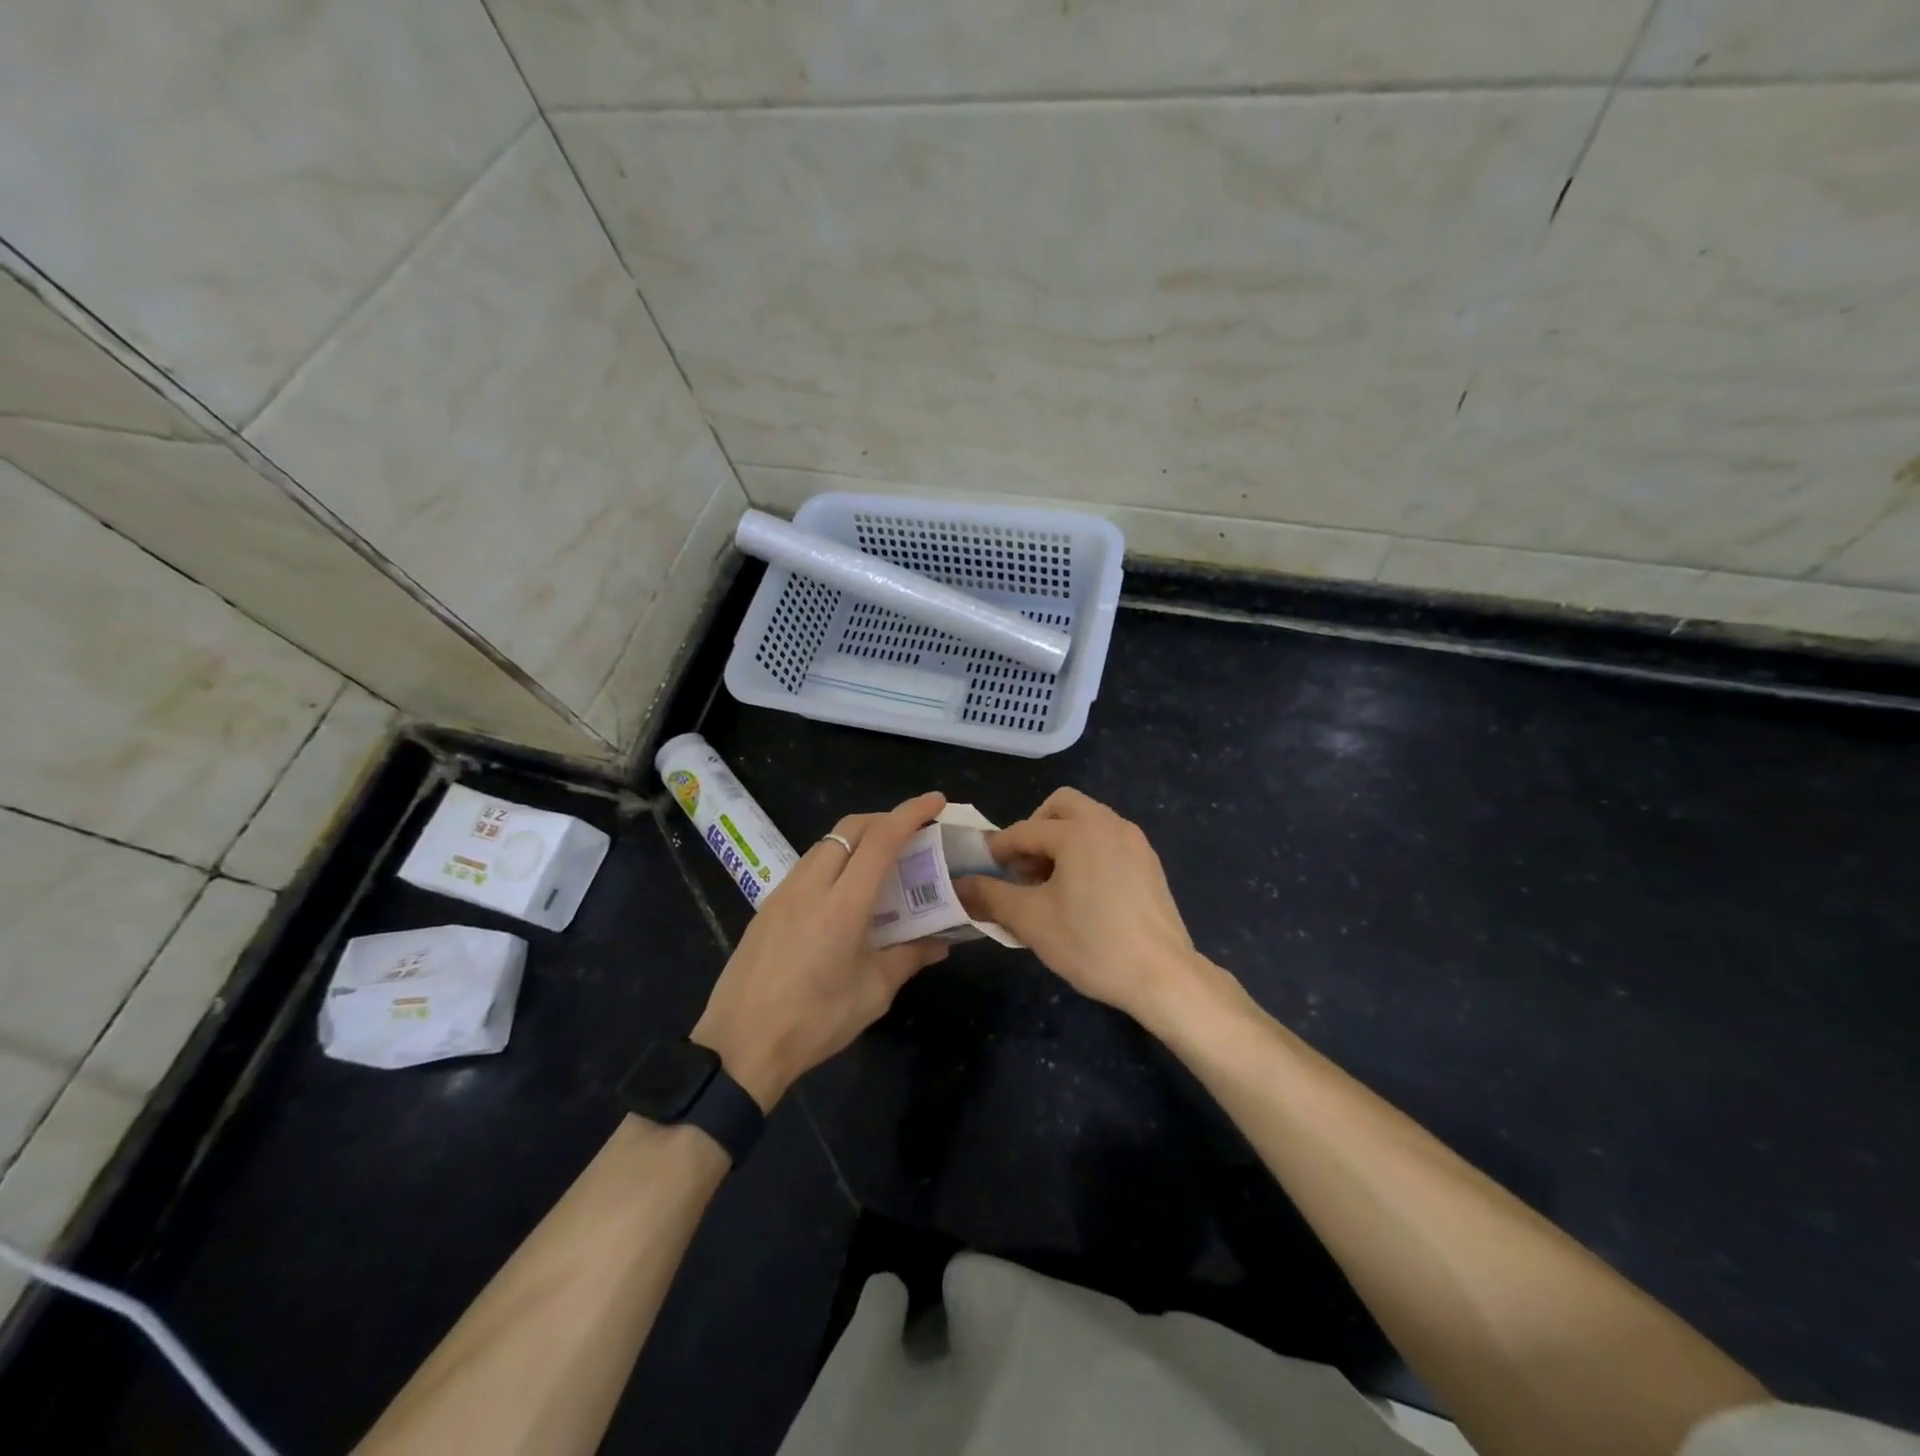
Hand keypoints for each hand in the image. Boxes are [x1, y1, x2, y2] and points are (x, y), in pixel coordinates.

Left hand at [692, 791, 949, 1107]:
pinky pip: (808, 865)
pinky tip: (845, 890)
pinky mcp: (767, 906)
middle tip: (914, 831)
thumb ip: (908, 958)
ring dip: (858, 838)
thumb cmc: (813, 1023)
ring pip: (826, 844)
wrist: (738, 1047)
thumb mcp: (872, 994)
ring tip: (883, 860)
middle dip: (885, 818)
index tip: (936, 800)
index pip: (881, 840)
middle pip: (850, 828)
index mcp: (842, 905)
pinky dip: (835, 859)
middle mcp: (811, 886)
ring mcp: (783, 893)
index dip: (911, 813)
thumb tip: (940, 942)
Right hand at [955, 788, 1212, 1026]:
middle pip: (1061, 806)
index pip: (1024, 831)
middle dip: (1035, 831)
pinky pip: (1108, 839)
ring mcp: (1134, 840)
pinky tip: (1083, 893)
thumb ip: (990, 896)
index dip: (998, 851)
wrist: (1163, 976)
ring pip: (1087, 821)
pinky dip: (1087, 851)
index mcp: (1078, 831)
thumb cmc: (1091, 943)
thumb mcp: (1031, 921)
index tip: (983, 872)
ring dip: (1061, 841)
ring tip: (1050, 884)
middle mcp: (1108, 823)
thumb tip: (958, 887)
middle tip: (1024, 869)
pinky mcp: (1149, 861)